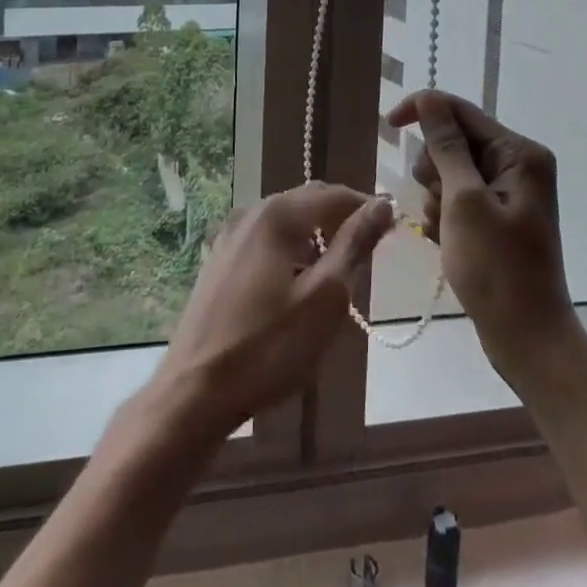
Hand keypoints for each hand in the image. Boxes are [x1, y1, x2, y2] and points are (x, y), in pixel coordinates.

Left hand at [149, 183, 392, 439]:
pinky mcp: (219, 261)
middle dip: (341, 223)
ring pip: (287, 223)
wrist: (194, 392)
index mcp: (277, 215)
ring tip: (335, 280)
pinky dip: (290, 253)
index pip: (334, 194)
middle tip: (367, 259)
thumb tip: (383, 206)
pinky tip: (296, 290)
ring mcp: (230, 236)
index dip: (367, 208)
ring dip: (316, 240)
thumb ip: (354, 245)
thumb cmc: (269, 347)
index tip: (392, 234)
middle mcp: (251, 213)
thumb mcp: (325, 298)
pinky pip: (266, 242)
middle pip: (308, 203)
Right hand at [387, 90, 572, 382]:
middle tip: (439, 204)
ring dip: (436, 197)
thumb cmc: (496, 270)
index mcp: (519, 152)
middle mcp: (517, 164)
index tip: (387, 126)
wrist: (527, 339)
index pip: (460, 111)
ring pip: (449, 170)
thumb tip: (429, 99)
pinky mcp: (497, 215)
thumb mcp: (464, 202)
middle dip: (434, 168)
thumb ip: (446, 147)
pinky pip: (456, 197)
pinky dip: (444, 215)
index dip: (421, 111)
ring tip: (446, 230)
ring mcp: (508, 191)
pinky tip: (448, 242)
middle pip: (453, 140)